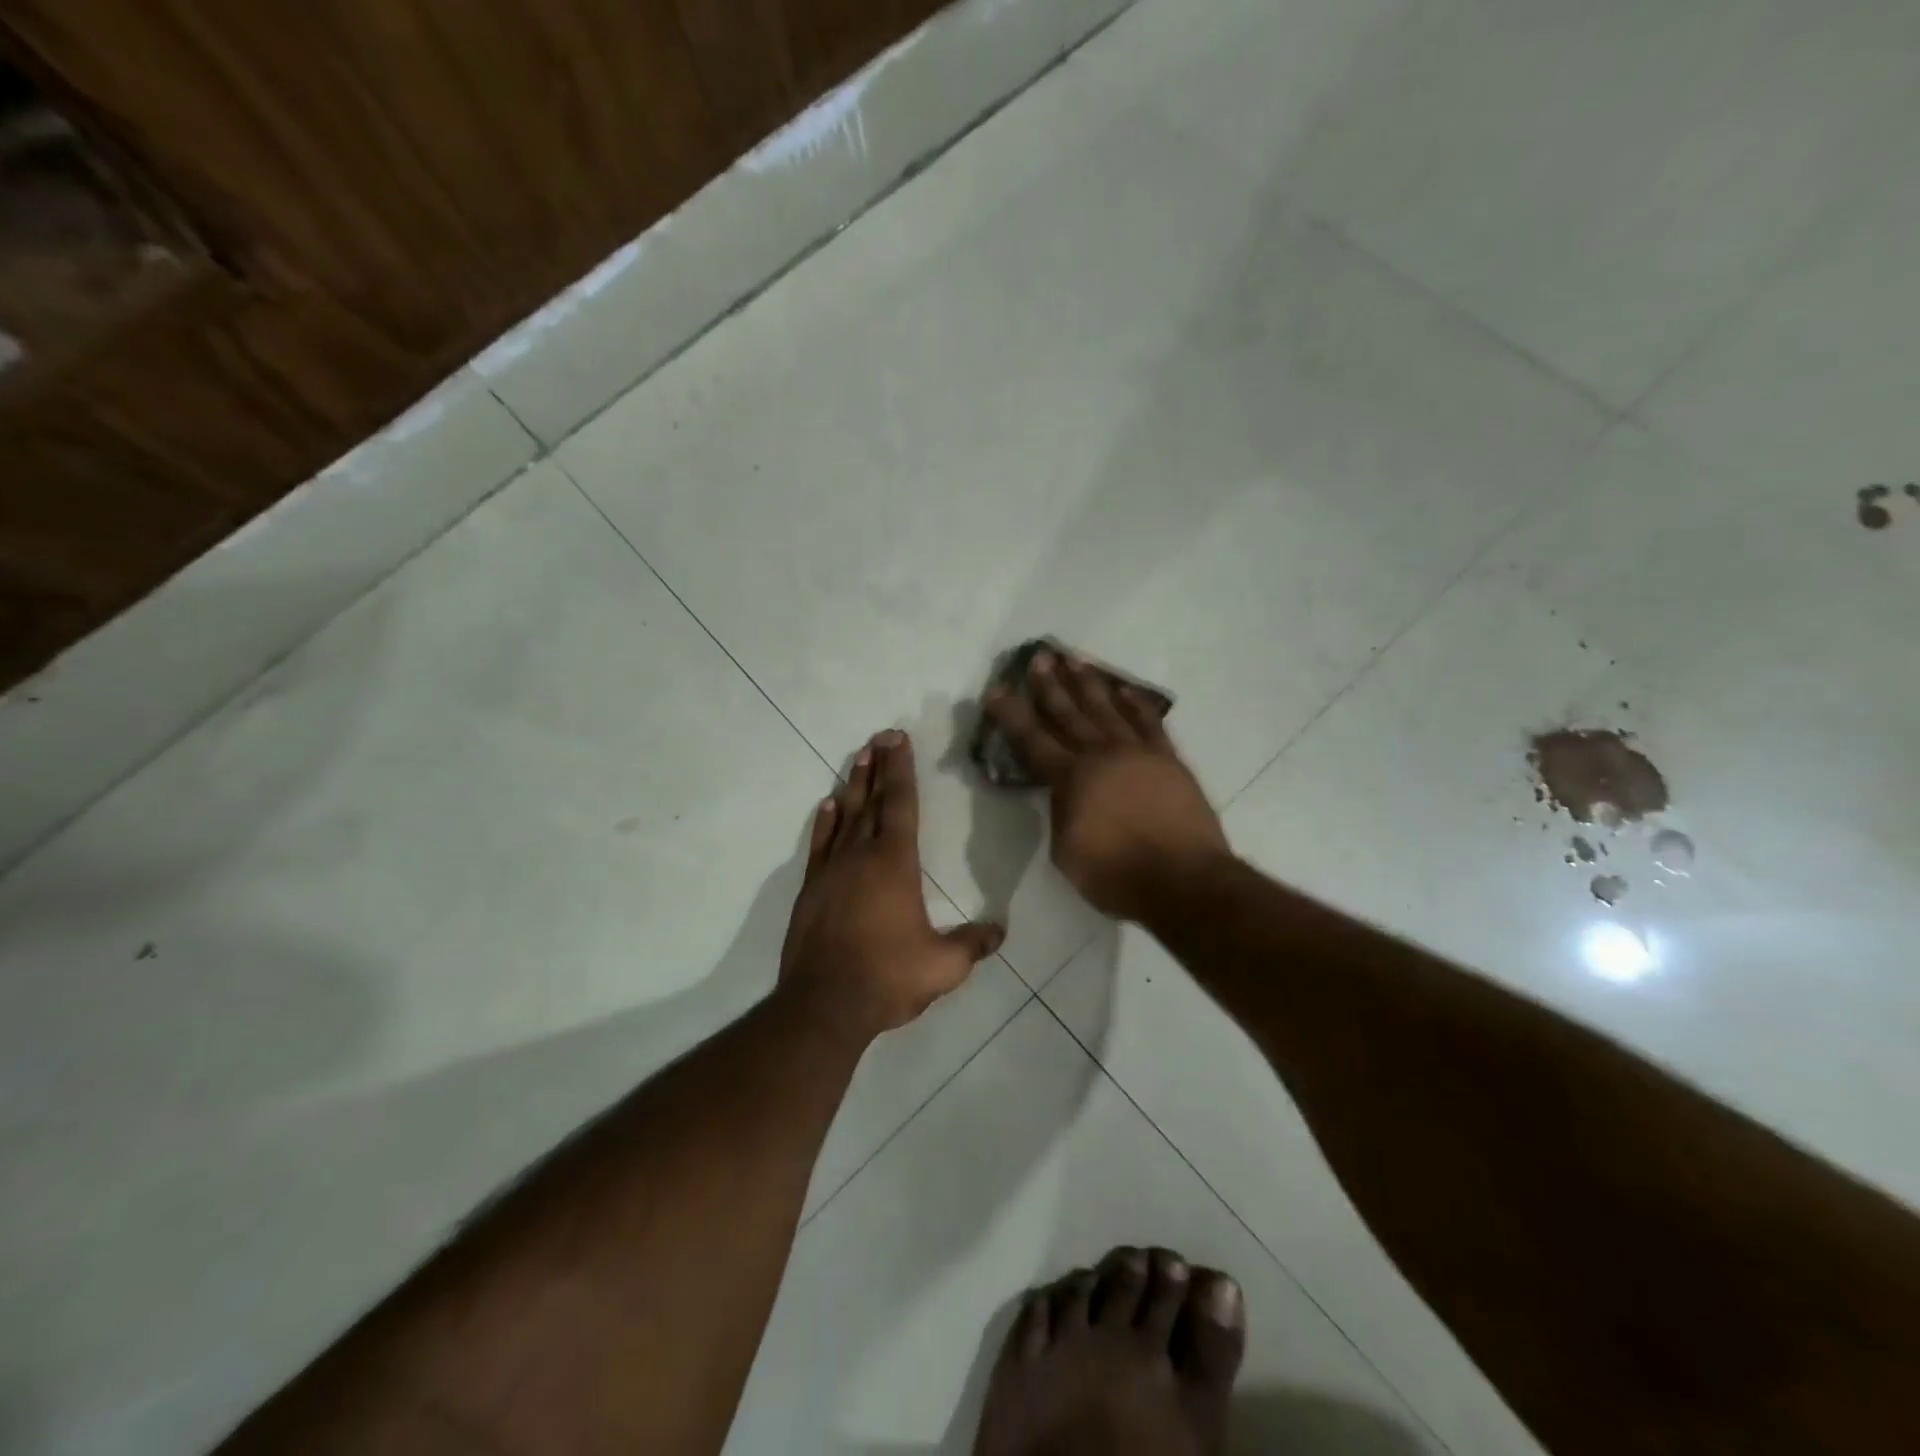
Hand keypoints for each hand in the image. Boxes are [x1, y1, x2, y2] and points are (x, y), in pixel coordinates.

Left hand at [780, 730, 1004, 1038]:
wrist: (823, 1005)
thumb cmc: (887, 978)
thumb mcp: (942, 967)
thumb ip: (973, 945)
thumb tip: (1000, 931)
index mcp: (895, 864)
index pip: (900, 805)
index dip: (901, 770)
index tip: (898, 740)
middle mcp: (861, 856)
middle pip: (871, 801)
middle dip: (878, 767)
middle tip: (880, 736)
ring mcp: (831, 871)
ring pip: (844, 817)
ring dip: (853, 785)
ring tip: (859, 757)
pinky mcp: (811, 890)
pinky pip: (819, 845)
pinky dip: (824, 822)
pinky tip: (827, 805)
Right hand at [984, 652, 1230, 923]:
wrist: (1184, 881)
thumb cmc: (1117, 875)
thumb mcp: (1067, 852)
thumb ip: (1061, 814)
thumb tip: (1064, 794)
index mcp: (1071, 778)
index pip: (1033, 740)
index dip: (1012, 715)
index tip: (996, 690)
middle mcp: (1101, 755)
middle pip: (1069, 714)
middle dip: (1050, 686)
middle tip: (1039, 658)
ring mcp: (1138, 753)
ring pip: (1107, 709)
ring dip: (1089, 684)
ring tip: (1074, 660)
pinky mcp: (1168, 760)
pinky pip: (1149, 723)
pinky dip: (1136, 704)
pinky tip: (1125, 689)